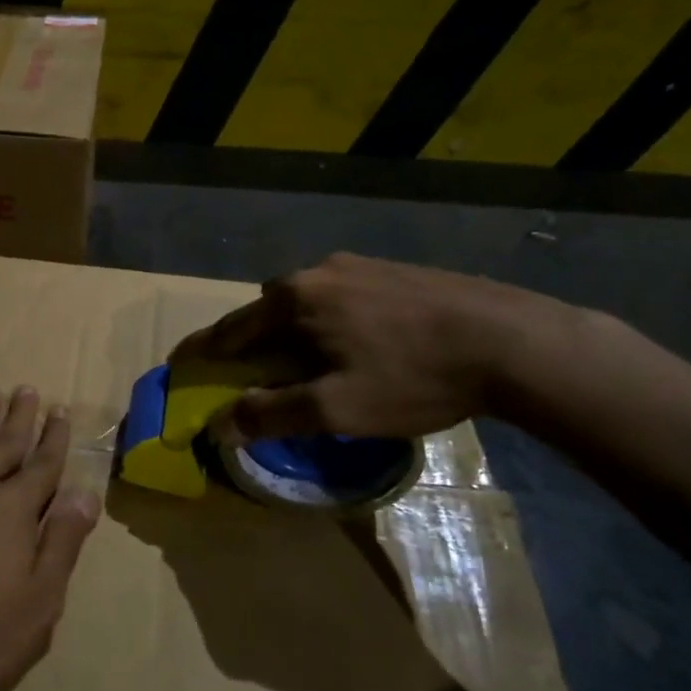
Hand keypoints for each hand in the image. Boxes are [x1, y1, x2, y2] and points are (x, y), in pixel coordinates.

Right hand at [172, 252, 562, 443]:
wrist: (512, 341)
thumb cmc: (413, 376)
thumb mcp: (337, 409)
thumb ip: (273, 415)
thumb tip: (220, 425)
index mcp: (295, 299)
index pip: (231, 328)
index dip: (202, 350)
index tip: (178, 362)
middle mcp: (318, 271)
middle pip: (267, 310)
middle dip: (252, 341)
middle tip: (251, 373)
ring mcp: (359, 265)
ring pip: (306, 301)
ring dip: (293, 330)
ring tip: (306, 362)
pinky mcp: (394, 270)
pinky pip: (340, 295)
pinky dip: (328, 320)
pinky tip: (355, 343)